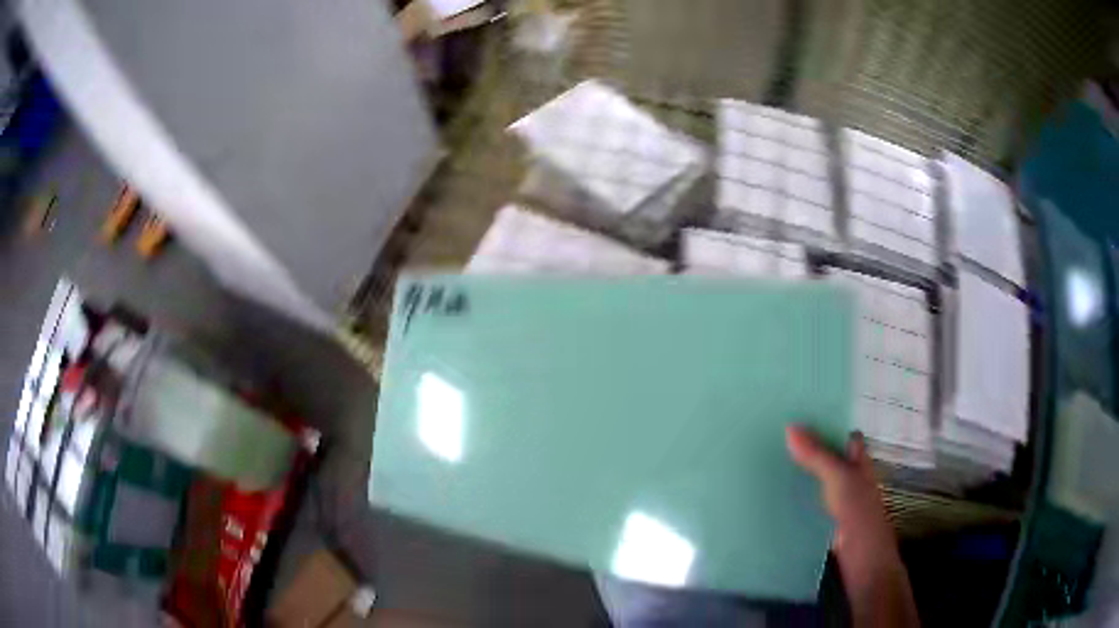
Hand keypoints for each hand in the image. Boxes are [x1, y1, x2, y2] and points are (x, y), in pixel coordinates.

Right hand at [786, 425, 918, 627]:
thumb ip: (817, 455)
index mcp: (857, 458)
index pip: (841, 432)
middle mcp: (847, 473)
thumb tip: (789, 427)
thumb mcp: (838, 477)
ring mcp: (835, 496)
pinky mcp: (822, 516)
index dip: (824, 421)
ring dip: (797, 470)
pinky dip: (793, 494)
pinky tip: (771, 490)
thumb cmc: (857, 509)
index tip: (796, 412)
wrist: (859, 555)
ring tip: (764, 457)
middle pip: (825, 453)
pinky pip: (806, 498)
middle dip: (804, 446)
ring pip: (814, 476)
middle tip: (772, 433)